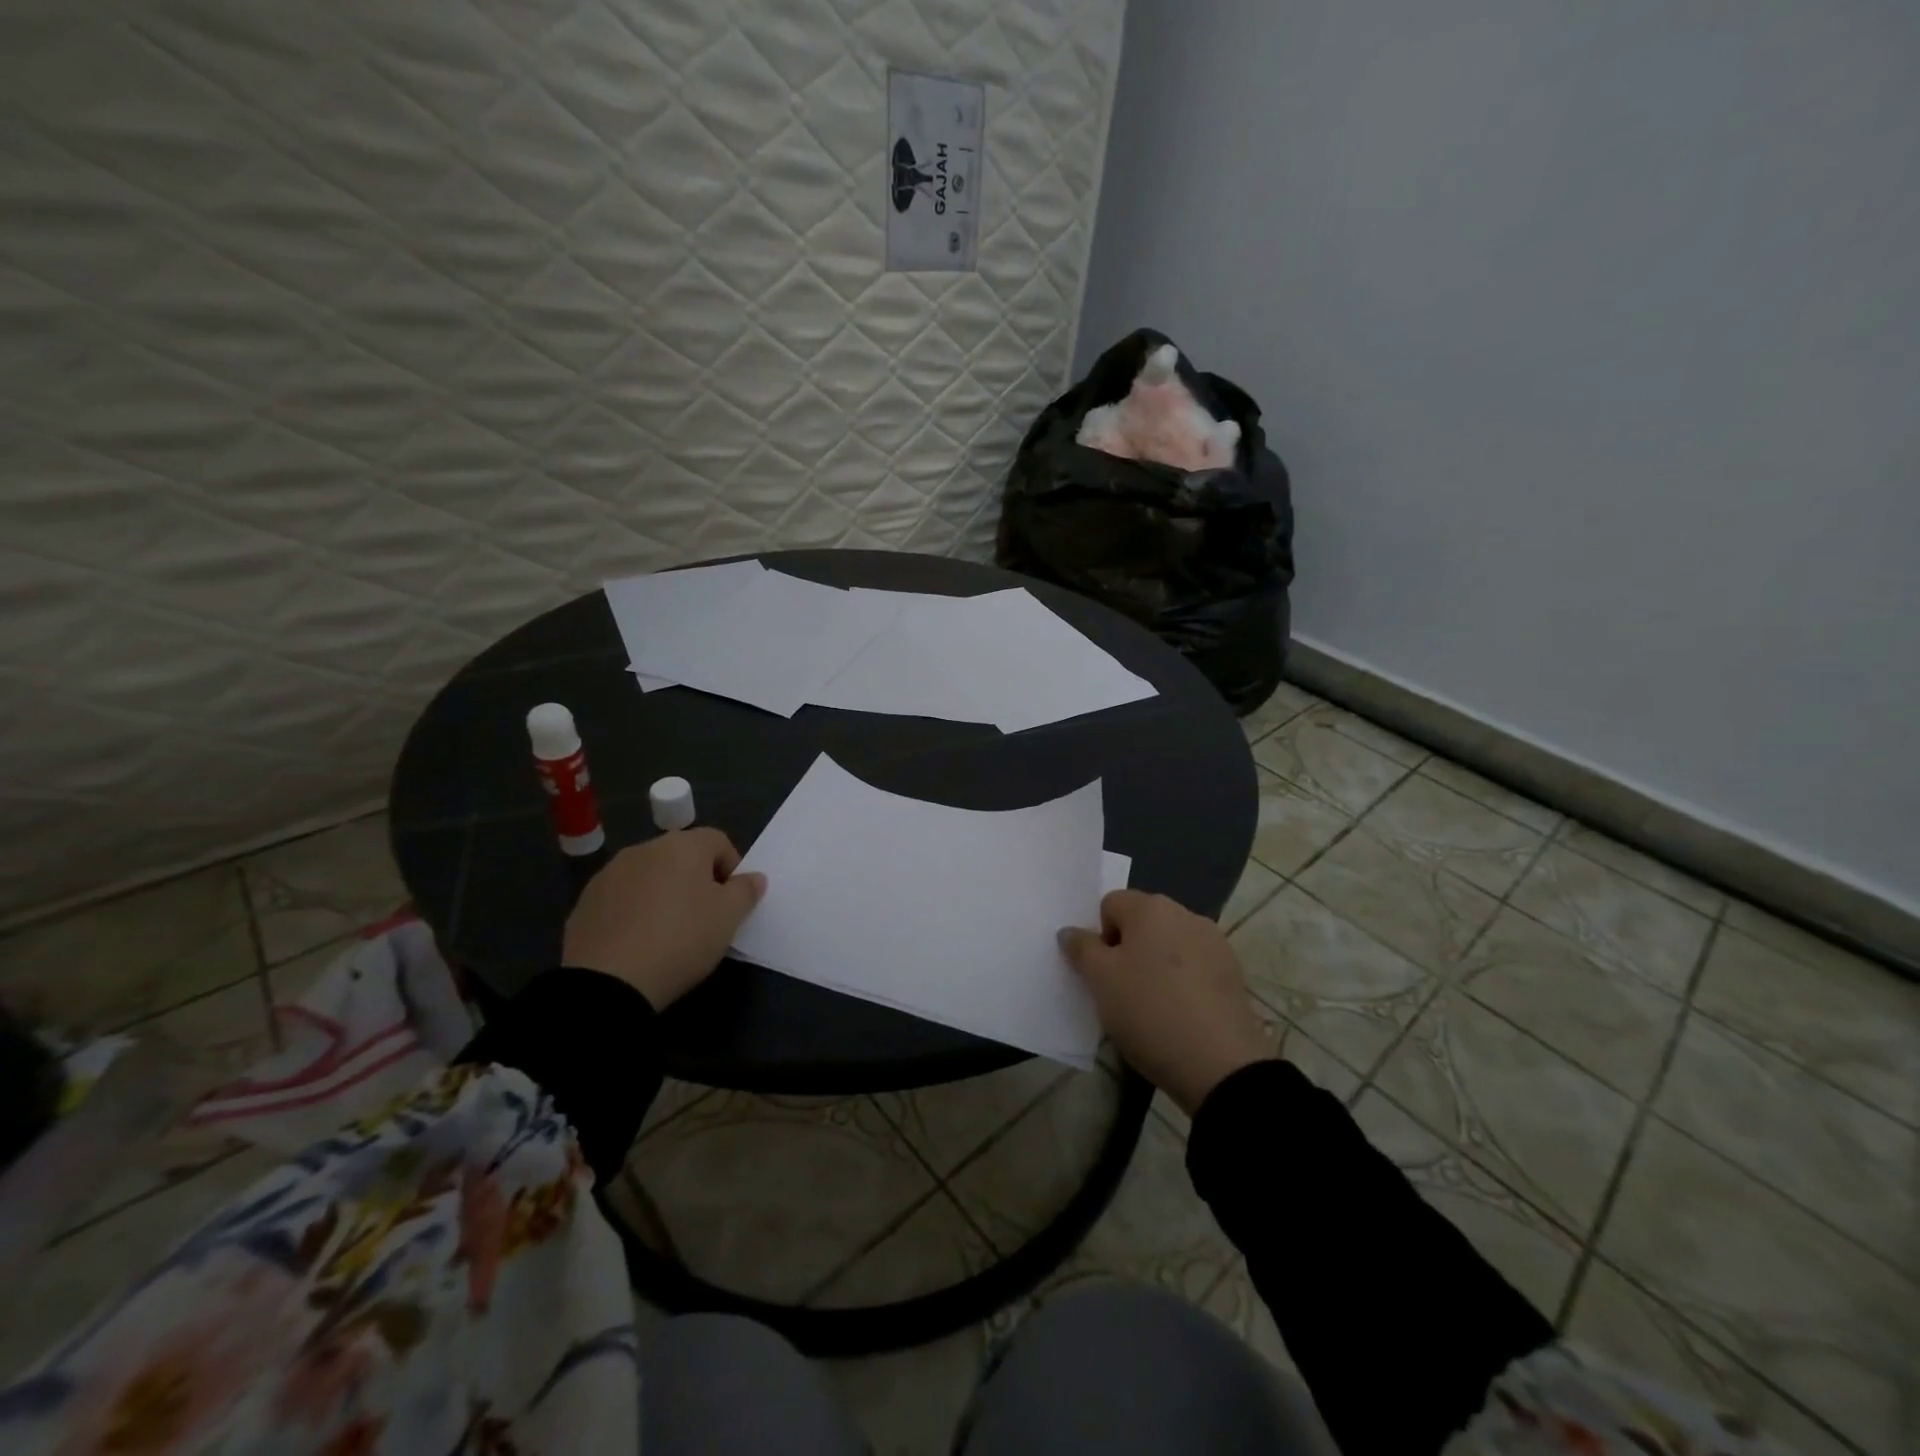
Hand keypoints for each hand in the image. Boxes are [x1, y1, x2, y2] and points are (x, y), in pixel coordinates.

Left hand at [561, 831, 765, 1009]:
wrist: (607, 981)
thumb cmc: (681, 939)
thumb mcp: (729, 918)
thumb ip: (746, 891)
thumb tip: (753, 877)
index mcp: (683, 845)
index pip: (719, 841)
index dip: (732, 869)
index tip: (732, 902)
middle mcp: (644, 849)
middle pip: (682, 856)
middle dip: (697, 880)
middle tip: (704, 918)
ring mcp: (609, 873)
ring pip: (650, 876)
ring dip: (664, 894)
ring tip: (668, 933)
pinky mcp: (585, 902)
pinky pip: (622, 898)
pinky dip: (634, 911)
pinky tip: (638, 942)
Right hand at [1058, 890, 1271, 1114]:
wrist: (1221, 1064)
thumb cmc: (1149, 1011)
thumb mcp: (1100, 981)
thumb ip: (1081, 948)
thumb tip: (1071, 931)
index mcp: (1151, 908)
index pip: (1110, 904)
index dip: (1099, 936)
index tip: (1102, 973)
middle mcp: (1186, 914)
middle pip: (1142, 923)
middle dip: (1128, 950)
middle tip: (1121, 991)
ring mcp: (1215, 943)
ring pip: (1169, 946)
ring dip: (1156, 966)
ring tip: (1154, 1007)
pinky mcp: (1233, 974)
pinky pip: (1194, 968)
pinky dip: (1183, 984)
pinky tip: (1182, 1015)